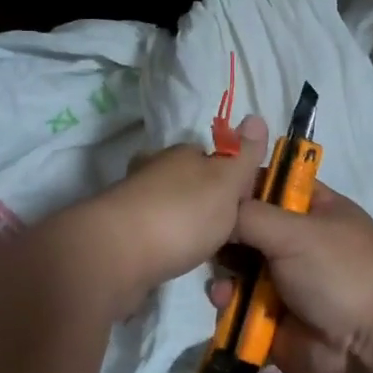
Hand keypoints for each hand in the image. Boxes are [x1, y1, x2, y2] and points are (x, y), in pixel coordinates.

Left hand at [86, 116, 269, 310]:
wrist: (116, 254)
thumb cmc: (181, 214)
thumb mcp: (225, 181)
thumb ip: (242, 154)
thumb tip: (256, 115)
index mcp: (181, 154)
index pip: (211, 156)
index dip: (229, 177)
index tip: (243, 204)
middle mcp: (153, 170)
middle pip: (186, 180)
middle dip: (202, 199)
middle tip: (224, 229)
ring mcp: (132, 201)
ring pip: (166, 205)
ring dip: (180, 221)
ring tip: (201, 246)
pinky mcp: (119, 233)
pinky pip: (150, 232)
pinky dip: (162, 242)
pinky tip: (172, 257)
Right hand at [206, 182, 372, 372]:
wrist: (370, 349)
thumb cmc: (339, 273)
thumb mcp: (295, 231)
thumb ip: (248, 215)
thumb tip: (216, 213)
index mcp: (315, 210)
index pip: (272, 184)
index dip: (242, 184)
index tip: (210, 187)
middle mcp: (298, 242)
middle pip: (247, 226)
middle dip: (226, 232)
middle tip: (208, 237)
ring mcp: (284, 281)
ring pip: (237, 265)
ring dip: (224, 269)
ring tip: (223, 278)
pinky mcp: (270, 316)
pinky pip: (236, 302)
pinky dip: (227, 301)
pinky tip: (225, 302)